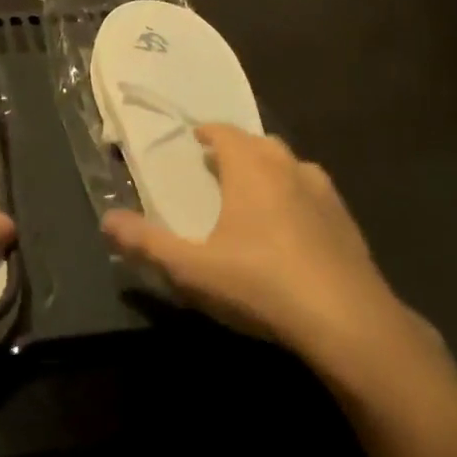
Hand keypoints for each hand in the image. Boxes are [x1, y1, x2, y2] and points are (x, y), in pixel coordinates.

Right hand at [101, 125, 419, 378]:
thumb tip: (106, 220)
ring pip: (291, 166)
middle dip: (237, 150)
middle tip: (218, 168)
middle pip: (259, 144)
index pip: (224, 132)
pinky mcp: (348, 222)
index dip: (207, 132)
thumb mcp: (193, 270)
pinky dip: (299, 199)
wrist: (350, 324)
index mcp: (250, 167)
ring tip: (255, 195)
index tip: (195, 141)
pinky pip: (315, 195)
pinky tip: (294, 231)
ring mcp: (324, 193)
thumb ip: (147, 244)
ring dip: (271, 171)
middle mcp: (288, 167)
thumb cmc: (262, 285)